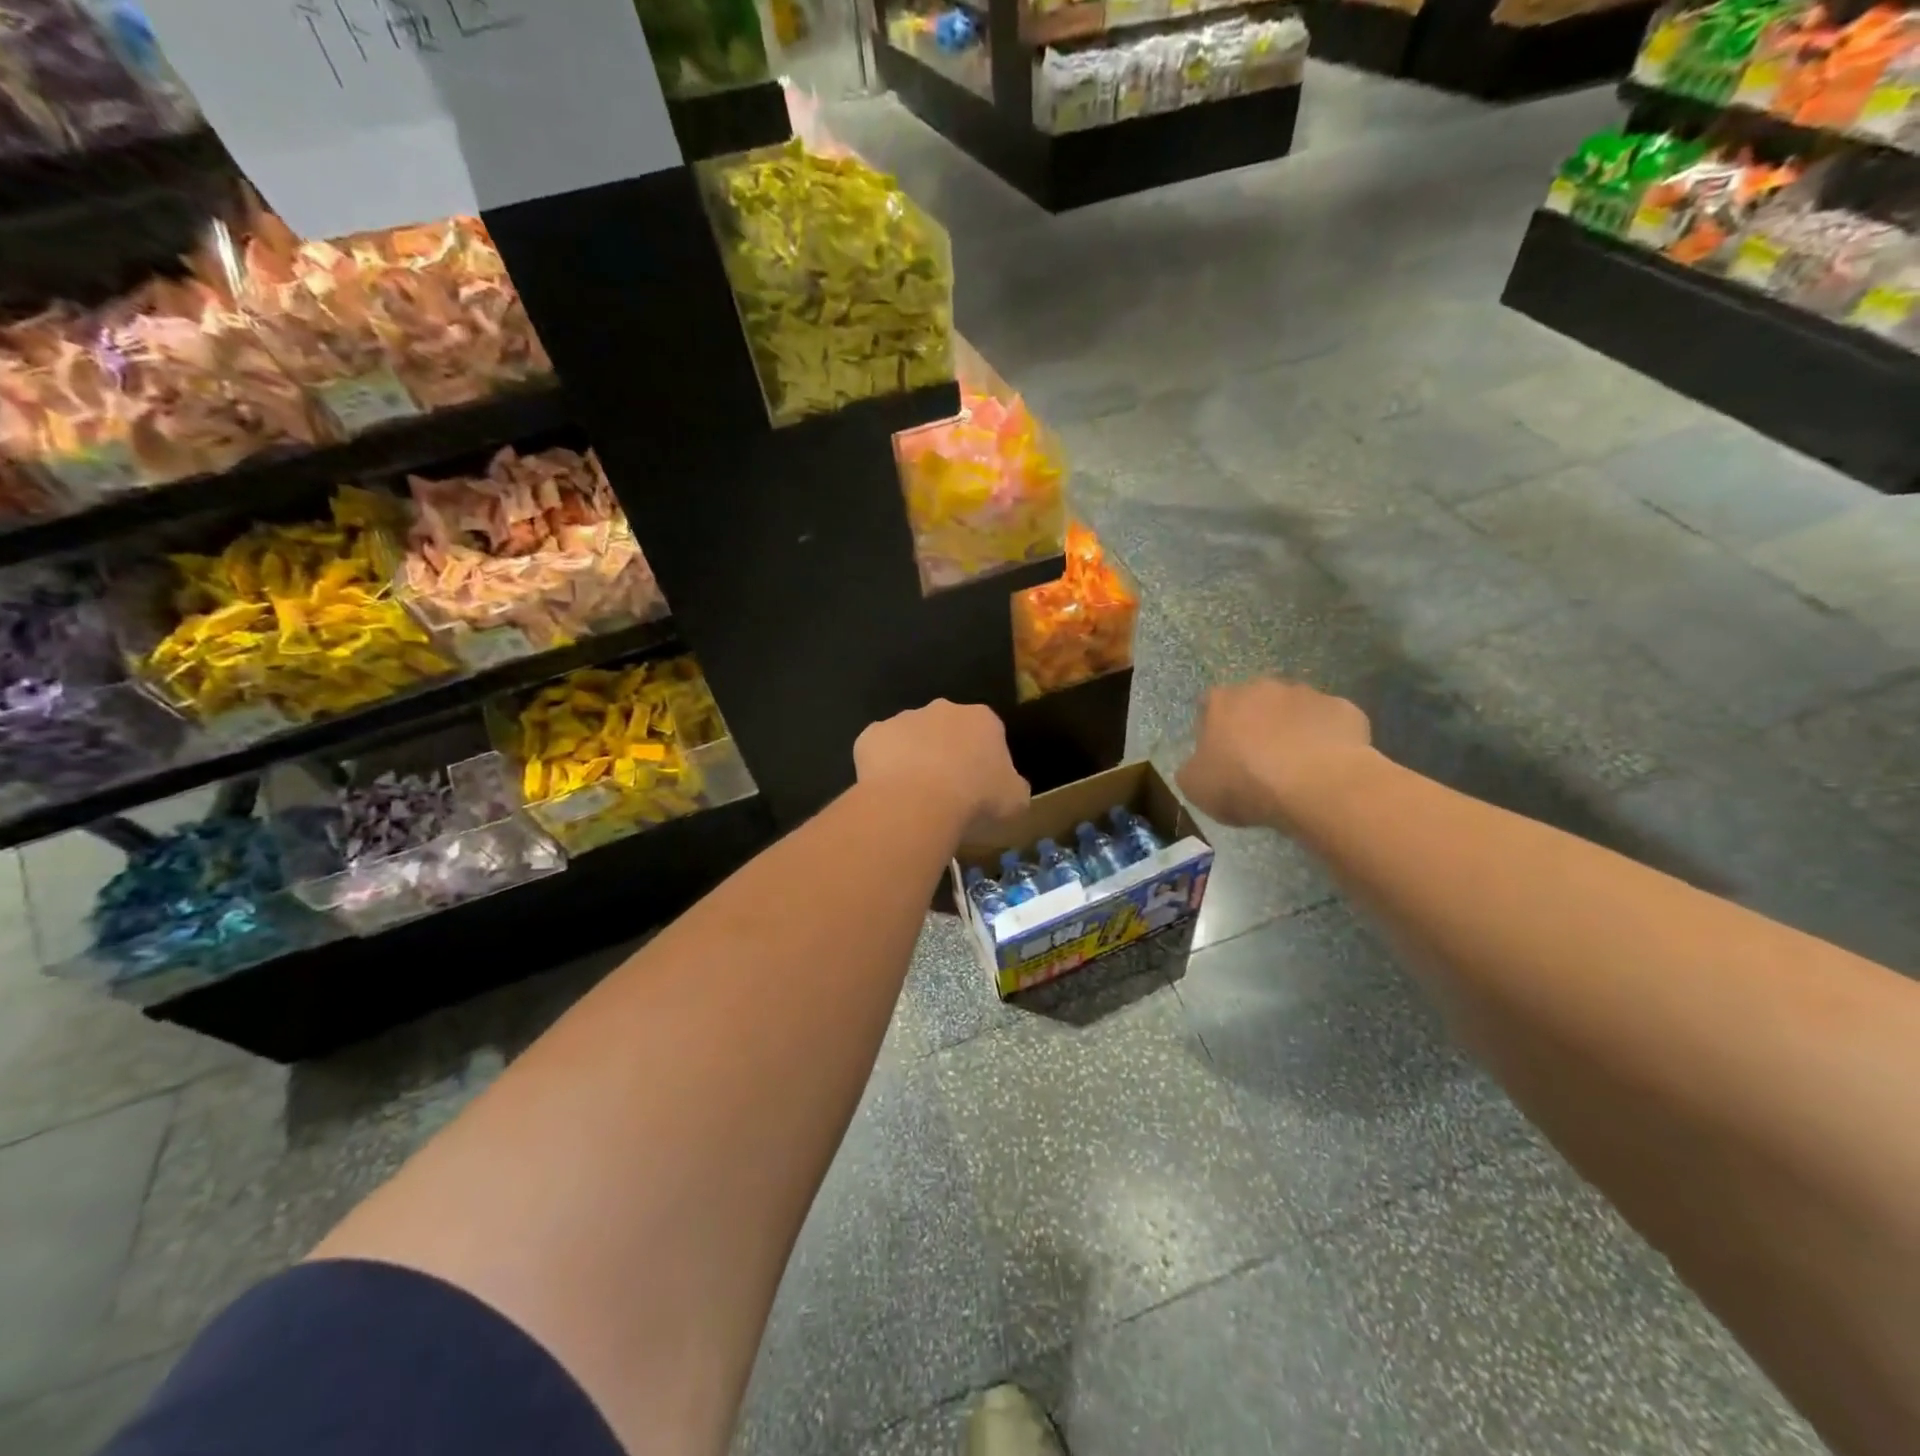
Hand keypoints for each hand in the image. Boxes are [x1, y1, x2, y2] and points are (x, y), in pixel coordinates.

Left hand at [855, 700, 1030, 840]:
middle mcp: (942, 709)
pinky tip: (888, 794)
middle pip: (946, 730)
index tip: (979, 789)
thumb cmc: (975, 799)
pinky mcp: (871, 735)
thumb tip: (1007, 786)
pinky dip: (882, 769)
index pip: (987, 734)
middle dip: (946, 754)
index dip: (983, 762)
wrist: (918, 802)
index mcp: (982, 719)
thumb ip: (1013, 786)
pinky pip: (879, 752)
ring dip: (912, 760)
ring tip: (913, 798)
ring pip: (910, 739)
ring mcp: (903, 719)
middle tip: (945, 792)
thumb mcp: (1015, 801)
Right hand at [1177, 679, 1373, 828]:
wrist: (1316, 786)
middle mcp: (1263, 687)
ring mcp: (1308, 695)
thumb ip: (1193, 768)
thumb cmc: (1245, 784)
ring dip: (1292, 729)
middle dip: (1255, 724)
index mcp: (1223, 701)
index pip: (1209, 704)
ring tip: (1297, 766)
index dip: (1213, 729)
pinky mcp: (1345, 709)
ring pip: (1294, 710)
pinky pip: (1330, 724)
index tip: (1219, 755)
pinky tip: (1326, 766)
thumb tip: (1200, 764)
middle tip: (1258, 760)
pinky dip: (1327, 740)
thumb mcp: (1196, 787)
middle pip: (1254, 702)